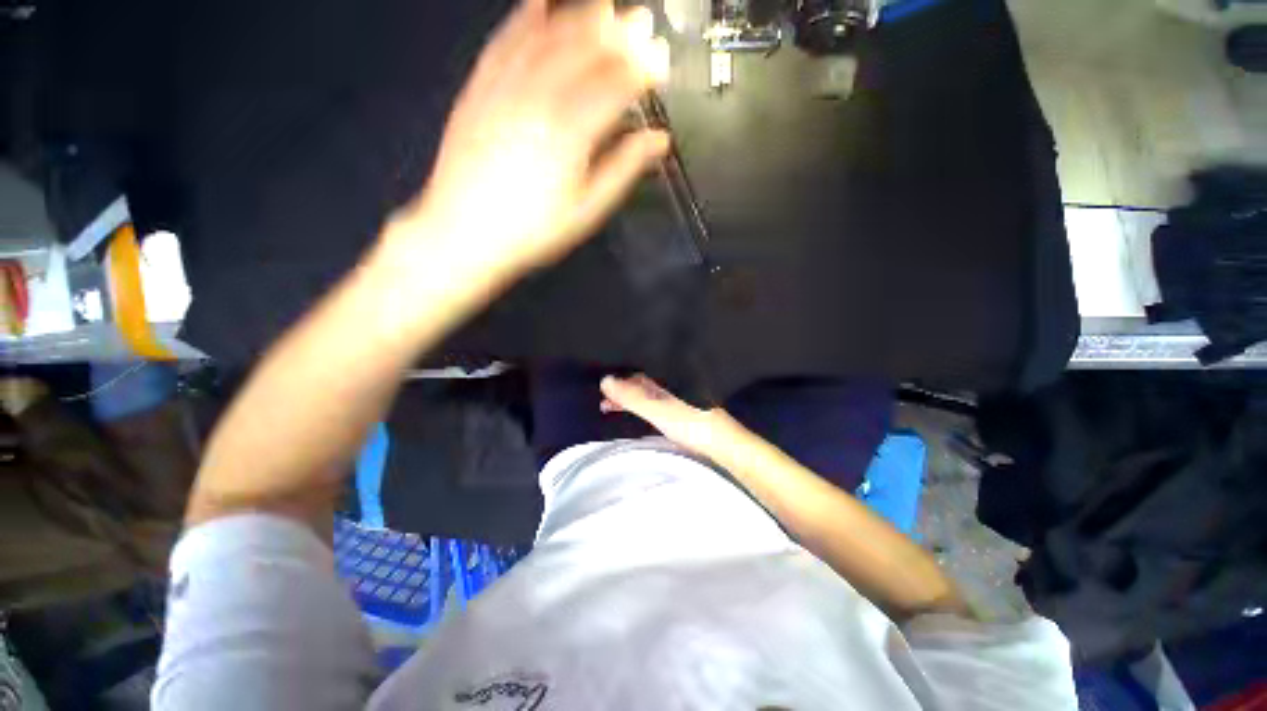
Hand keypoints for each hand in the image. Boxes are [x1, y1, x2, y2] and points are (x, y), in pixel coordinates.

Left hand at [398, 0, 670, 278]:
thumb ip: (622, 170)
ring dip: (578, 16)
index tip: (662, 59)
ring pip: (545, 37)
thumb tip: (657, 141)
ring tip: (603, 4)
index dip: (642, 69)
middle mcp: (538, 99)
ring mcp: (503, 88)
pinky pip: (503, 41)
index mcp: (570, 134)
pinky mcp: (478, 88)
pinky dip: (523, 16)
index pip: (614, 86)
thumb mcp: (586, 211)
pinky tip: (538, 0)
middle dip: (617, 34)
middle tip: (641, 20)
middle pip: (583, 53)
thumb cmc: (533, 231)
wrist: (464, 233)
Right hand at [600, 374, 739, 457]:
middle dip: (620, 388)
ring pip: (645, 392)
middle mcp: (670, 382)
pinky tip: (633, 412)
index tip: (600, 384)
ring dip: (628, 398)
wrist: (723, 444)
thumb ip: (632, 397)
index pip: (637, 370)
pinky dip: (639, 406)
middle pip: (640, 381)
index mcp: (666, 377)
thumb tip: (604, 380)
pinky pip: (652, 402)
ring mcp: (675, 395)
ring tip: (608, 407)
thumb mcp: (657, 410)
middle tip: (601, 400)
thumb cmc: (690, 423)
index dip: (618, 375)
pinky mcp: (678, 409)